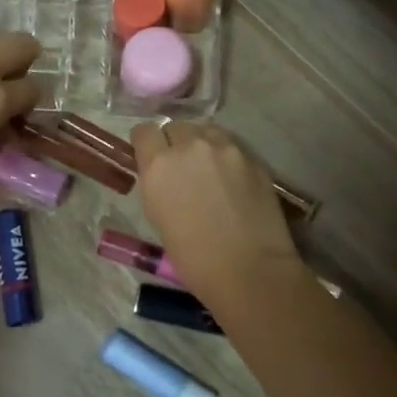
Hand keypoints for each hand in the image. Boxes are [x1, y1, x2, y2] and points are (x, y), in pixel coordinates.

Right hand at [131, 122, 302, 308]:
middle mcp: (190, 146)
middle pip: (176, 127)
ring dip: (202, 145)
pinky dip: (226, 156)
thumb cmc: (194, 257)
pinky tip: (232, 181)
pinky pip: (231, 146)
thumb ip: (157, 184)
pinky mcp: (252, 157)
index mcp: (159, 165)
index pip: (144, 131)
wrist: (249, 269)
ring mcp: (225, 148)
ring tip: (209, 170)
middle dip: (175, 143)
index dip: (146, 143)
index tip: (150, 156)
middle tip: (182, 167)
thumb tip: (163, 173)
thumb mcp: (157, 217)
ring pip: (206, 131)